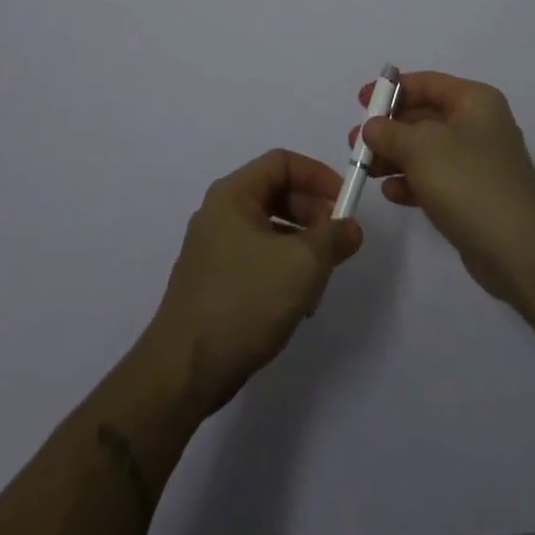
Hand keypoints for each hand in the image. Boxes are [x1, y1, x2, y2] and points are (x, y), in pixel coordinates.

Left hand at [145, 149, 363, 417]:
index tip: (345, 202)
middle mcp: (220, 213)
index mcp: (233, 195)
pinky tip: (299, 303)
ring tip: (322, 279)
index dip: (318, 175)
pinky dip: (284, 268)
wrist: (184, 372)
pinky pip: (258, 258)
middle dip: (313, 214)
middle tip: (338, 242)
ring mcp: (214, 248)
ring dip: (303, 246)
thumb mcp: (302, 264)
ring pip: (270, 229)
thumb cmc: (244, 302)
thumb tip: (350, 227)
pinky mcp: (215, 281)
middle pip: (277, 194)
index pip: (282, 162)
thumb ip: (333, 238)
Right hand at [351, 71, 534, 308]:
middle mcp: (479, 125)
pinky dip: (413, 182)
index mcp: (475, 101)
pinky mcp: (475, 196)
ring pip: (427, 150)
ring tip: (365, 170)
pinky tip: (391, 193)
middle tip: (356, 142)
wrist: (518, 248)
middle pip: (425, 117)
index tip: (361, 101)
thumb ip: (390, 132)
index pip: (428, 83)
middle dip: (389, 128)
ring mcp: (478, 163)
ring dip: (396, 157)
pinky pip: (436, 179)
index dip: (392, 89)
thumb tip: (373, 127)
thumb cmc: (468, 181)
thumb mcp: (421, 147)